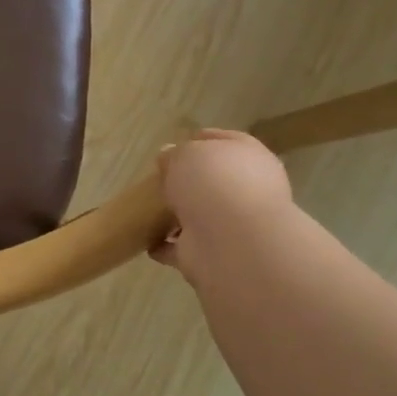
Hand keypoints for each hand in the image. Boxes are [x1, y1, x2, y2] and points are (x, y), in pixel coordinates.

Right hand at [151, 130, 294, 281]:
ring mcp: (230, 225)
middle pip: (213, 181)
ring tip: (149, 211)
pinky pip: (183, 247)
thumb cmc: (212, 183)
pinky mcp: (212, 254)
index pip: (226, 141)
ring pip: (200, 215)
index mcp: (248, 158)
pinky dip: (167, 246)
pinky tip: (148, 242)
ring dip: (178, 215)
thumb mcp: (187, 153)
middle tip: (159, 178)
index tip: (173, 146)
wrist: (231, 241)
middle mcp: (245, 191)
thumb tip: (169, 158)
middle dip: (189, 181)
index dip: (201, 140)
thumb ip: (176, 154)